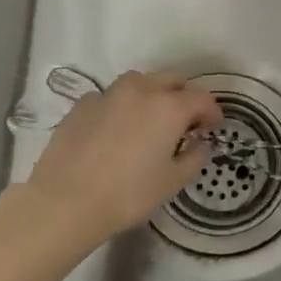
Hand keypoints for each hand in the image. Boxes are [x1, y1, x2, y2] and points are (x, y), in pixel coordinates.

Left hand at [22, 70, 220, 246]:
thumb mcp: (172, 182)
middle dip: (183, 96)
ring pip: (139, 81)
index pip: (201, 98)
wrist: (66, 201)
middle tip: (184, 122)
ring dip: (152, 94)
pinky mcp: (82, 104)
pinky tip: (115, 129)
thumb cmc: (128, 194)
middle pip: (171, 79)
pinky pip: (110, 97)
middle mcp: (141, 91)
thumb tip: (201, 144)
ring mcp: (108, 94)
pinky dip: (121, 106)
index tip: (213, 129)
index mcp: (169, 107)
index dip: (212, 112)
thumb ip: (193, 158)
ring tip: (149, 120)